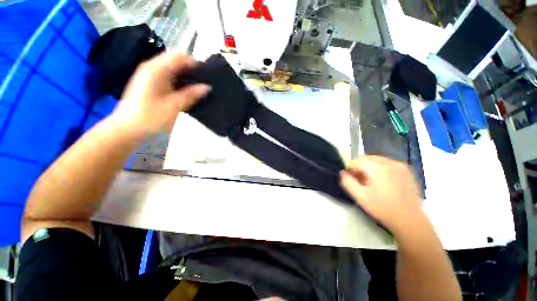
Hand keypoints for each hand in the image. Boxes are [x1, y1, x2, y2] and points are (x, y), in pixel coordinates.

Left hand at [113, 52, 210, 134]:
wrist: (128, 128)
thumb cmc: (150, 117)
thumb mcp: (174, 106)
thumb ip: (191, 95)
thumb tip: (207, 87)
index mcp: (156, 69)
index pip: (180, 56)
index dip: (195, 63)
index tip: (207, 76)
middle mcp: (153, 68)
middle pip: (177, 61)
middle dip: (192, 71)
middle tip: (204, 85)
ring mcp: (151, 76)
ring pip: (174, 70)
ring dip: (187, 78)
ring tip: (199, 90)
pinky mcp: (151, 84)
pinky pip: (170, 77)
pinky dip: (180, 83)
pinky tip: (187, 94)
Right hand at [340, 156, 425, 235]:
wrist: (410, 220)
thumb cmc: (382, 208)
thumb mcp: (360, 197)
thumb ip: (347, 182)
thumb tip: (343, 172)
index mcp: (377, 168)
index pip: (356, 161)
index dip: (350, 169)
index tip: (352, 179)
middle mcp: (389, 162)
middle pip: (366, 158)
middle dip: (360, 167)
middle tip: (361, 181)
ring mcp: (399, 165)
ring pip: (376, 159)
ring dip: (369, 167)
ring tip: (371, 181)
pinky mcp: (406, 170)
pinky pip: (387, 163)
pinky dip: (380, 168)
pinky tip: (383, 181)